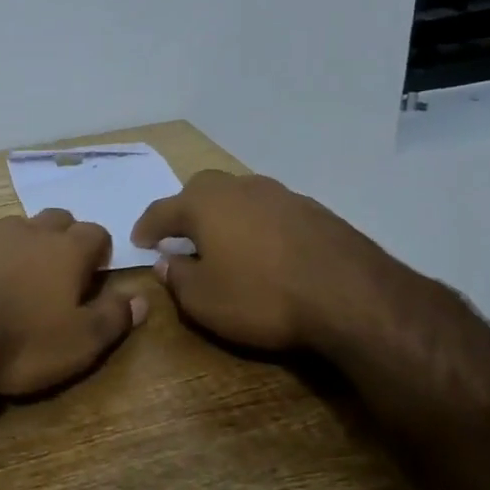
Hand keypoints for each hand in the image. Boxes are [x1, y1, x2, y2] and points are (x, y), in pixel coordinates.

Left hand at [0, 210, 147, 398]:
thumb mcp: (79, 343)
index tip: (97, 273)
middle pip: (56, 219)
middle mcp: (29, 231)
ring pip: (14, 225)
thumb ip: (113, 318)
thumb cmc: (19, 340)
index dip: (100, 251)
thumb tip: (142, 298)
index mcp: (66, 251)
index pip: (97, 233)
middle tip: (60, 269)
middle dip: (63, 237)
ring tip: (15, 272)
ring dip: (21, 242)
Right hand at [130, 170, 424, 362]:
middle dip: (187, 209)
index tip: (139, 242)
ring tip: (225, 242)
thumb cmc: (262, 297)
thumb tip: (167, 261)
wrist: (351, 296)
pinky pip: (271, 211)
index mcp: (204, 204)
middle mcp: (239, 188)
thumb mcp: (203, 301)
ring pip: (240, 196)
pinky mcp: (314, 210)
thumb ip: (177, 277)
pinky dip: (259, 225)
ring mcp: (281, 195)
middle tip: (181, 235)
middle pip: (202, 190)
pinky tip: (266, 250)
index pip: (162, 210)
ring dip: (226, 215)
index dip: (147, 227)